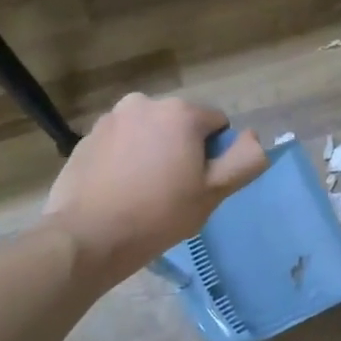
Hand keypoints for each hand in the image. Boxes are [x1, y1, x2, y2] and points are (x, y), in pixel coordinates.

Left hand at [43, 94, 267, 286]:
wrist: (87, 237)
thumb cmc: (159, 213)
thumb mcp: (214, 192)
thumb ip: (245, 159)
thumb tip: (253, 137)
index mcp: (181, 112)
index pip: (217, 125)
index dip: (215, 155)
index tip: (199, 183)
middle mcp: (145, 103)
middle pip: (181, 124)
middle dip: (183, 149)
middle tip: (174, 189)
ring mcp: (111, 118)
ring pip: (150, 132)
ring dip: (154, 150)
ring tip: (144, 190)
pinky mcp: (87, 137)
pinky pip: (122, 142)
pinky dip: (126, 158)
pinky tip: (120, 188)